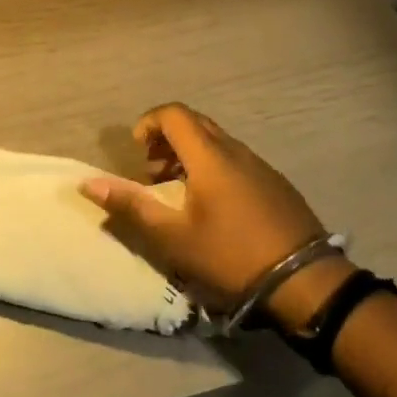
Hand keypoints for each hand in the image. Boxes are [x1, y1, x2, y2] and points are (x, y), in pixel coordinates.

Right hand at [79, 103, 349, 331]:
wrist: (307, 282)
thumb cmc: (232, 256)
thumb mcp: (174, 237)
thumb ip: (131, 206)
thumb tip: (89, 183)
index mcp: (209, 155)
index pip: (173, 114)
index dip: (148, 123)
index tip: (136, 151)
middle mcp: (235, 150)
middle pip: (195, 124)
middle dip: (166, 138)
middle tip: (151, 170)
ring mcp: (260, 165)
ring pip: (216, 142)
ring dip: (189, 154)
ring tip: (178, 189)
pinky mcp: (276, 184)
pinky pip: (235, 159)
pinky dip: (213, 166)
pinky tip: (214, 206)